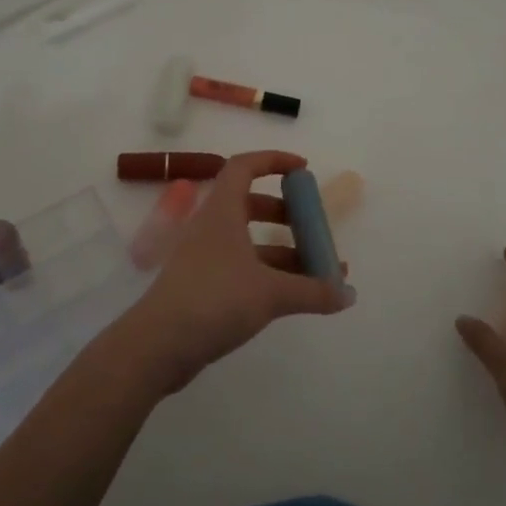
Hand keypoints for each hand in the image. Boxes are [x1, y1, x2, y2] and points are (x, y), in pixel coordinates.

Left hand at [112, 151, 352, 394]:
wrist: (158, 345)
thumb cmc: (214, 300)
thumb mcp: (271, 293)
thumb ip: (313, 291)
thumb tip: (348, 294)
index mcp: (222, 212)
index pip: (244, 167)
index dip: (274, 160)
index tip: (303, 170)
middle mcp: (211, 228)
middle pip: (250, 205)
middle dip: (286, 213)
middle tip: (314, 229)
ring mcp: (205, 258)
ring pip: (249, 242)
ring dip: (283, 251)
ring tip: (318, 273)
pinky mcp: (203, 287)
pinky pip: (242, 268)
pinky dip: (269, 275)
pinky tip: (294, 297)